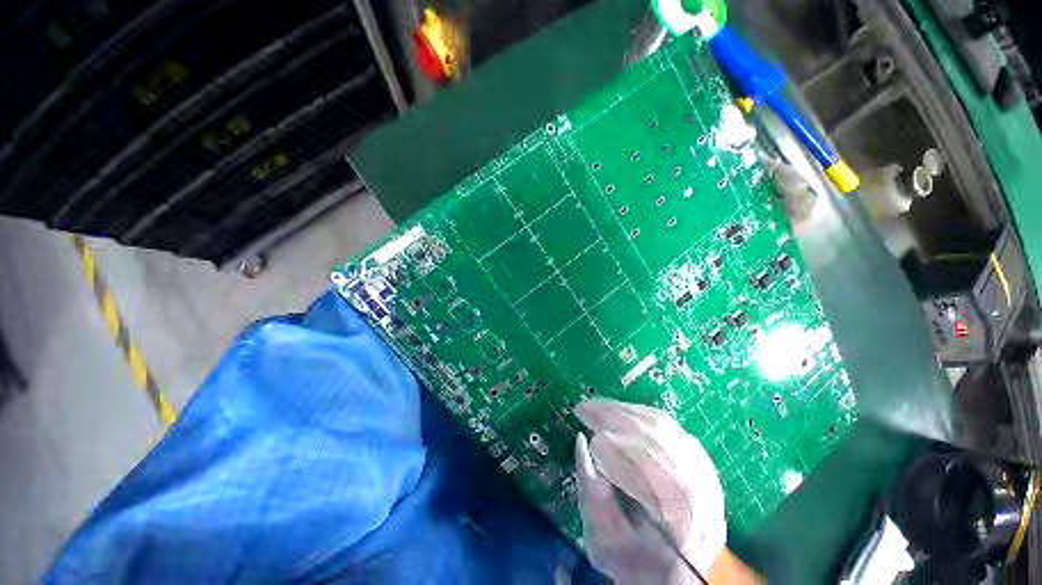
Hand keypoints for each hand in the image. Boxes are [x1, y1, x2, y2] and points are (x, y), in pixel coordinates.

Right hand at [574, 398, 726, 583]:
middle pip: (656, 438)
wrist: (676, 575)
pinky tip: (618, 410)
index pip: (649, 472)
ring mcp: (706, 473)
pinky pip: (668, 424)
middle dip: (614, 418)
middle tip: (584, 408)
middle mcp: (702, 492)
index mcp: (680, 524)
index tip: (587, 436)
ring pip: (662, 426)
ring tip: (596, 405)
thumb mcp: (603, 542)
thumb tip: (581, 442)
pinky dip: (638, 412)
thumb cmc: (636, 563)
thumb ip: (589, 494)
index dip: (615, 450)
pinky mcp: (700, 459)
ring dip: (623, 410)